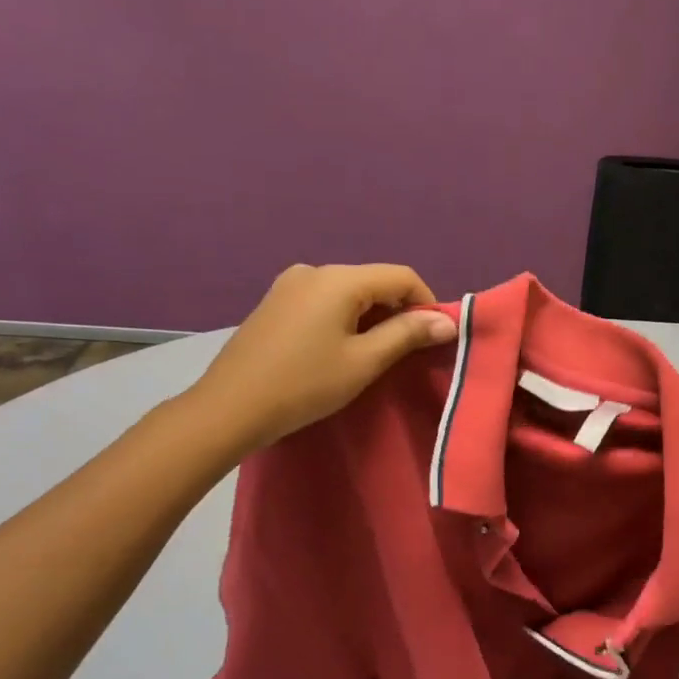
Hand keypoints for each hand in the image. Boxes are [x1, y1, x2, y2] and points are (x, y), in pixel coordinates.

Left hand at [181, 263, 456, 458]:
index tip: (435, 339)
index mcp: (339, 279)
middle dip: (399, 311)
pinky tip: (341, 349)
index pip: (401, 276)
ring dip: (372, 317)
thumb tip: (447, 321)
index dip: (426, 304)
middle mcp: (314, 271)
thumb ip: (407, 335)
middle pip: (374, 281)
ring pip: (350, 293)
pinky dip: (346, 319)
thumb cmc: (304, 384)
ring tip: (376, 355)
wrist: (230, 407)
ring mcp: (290, 284)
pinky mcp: (276, 302)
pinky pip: (325, 301)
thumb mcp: (364, 361)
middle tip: (408, 352)